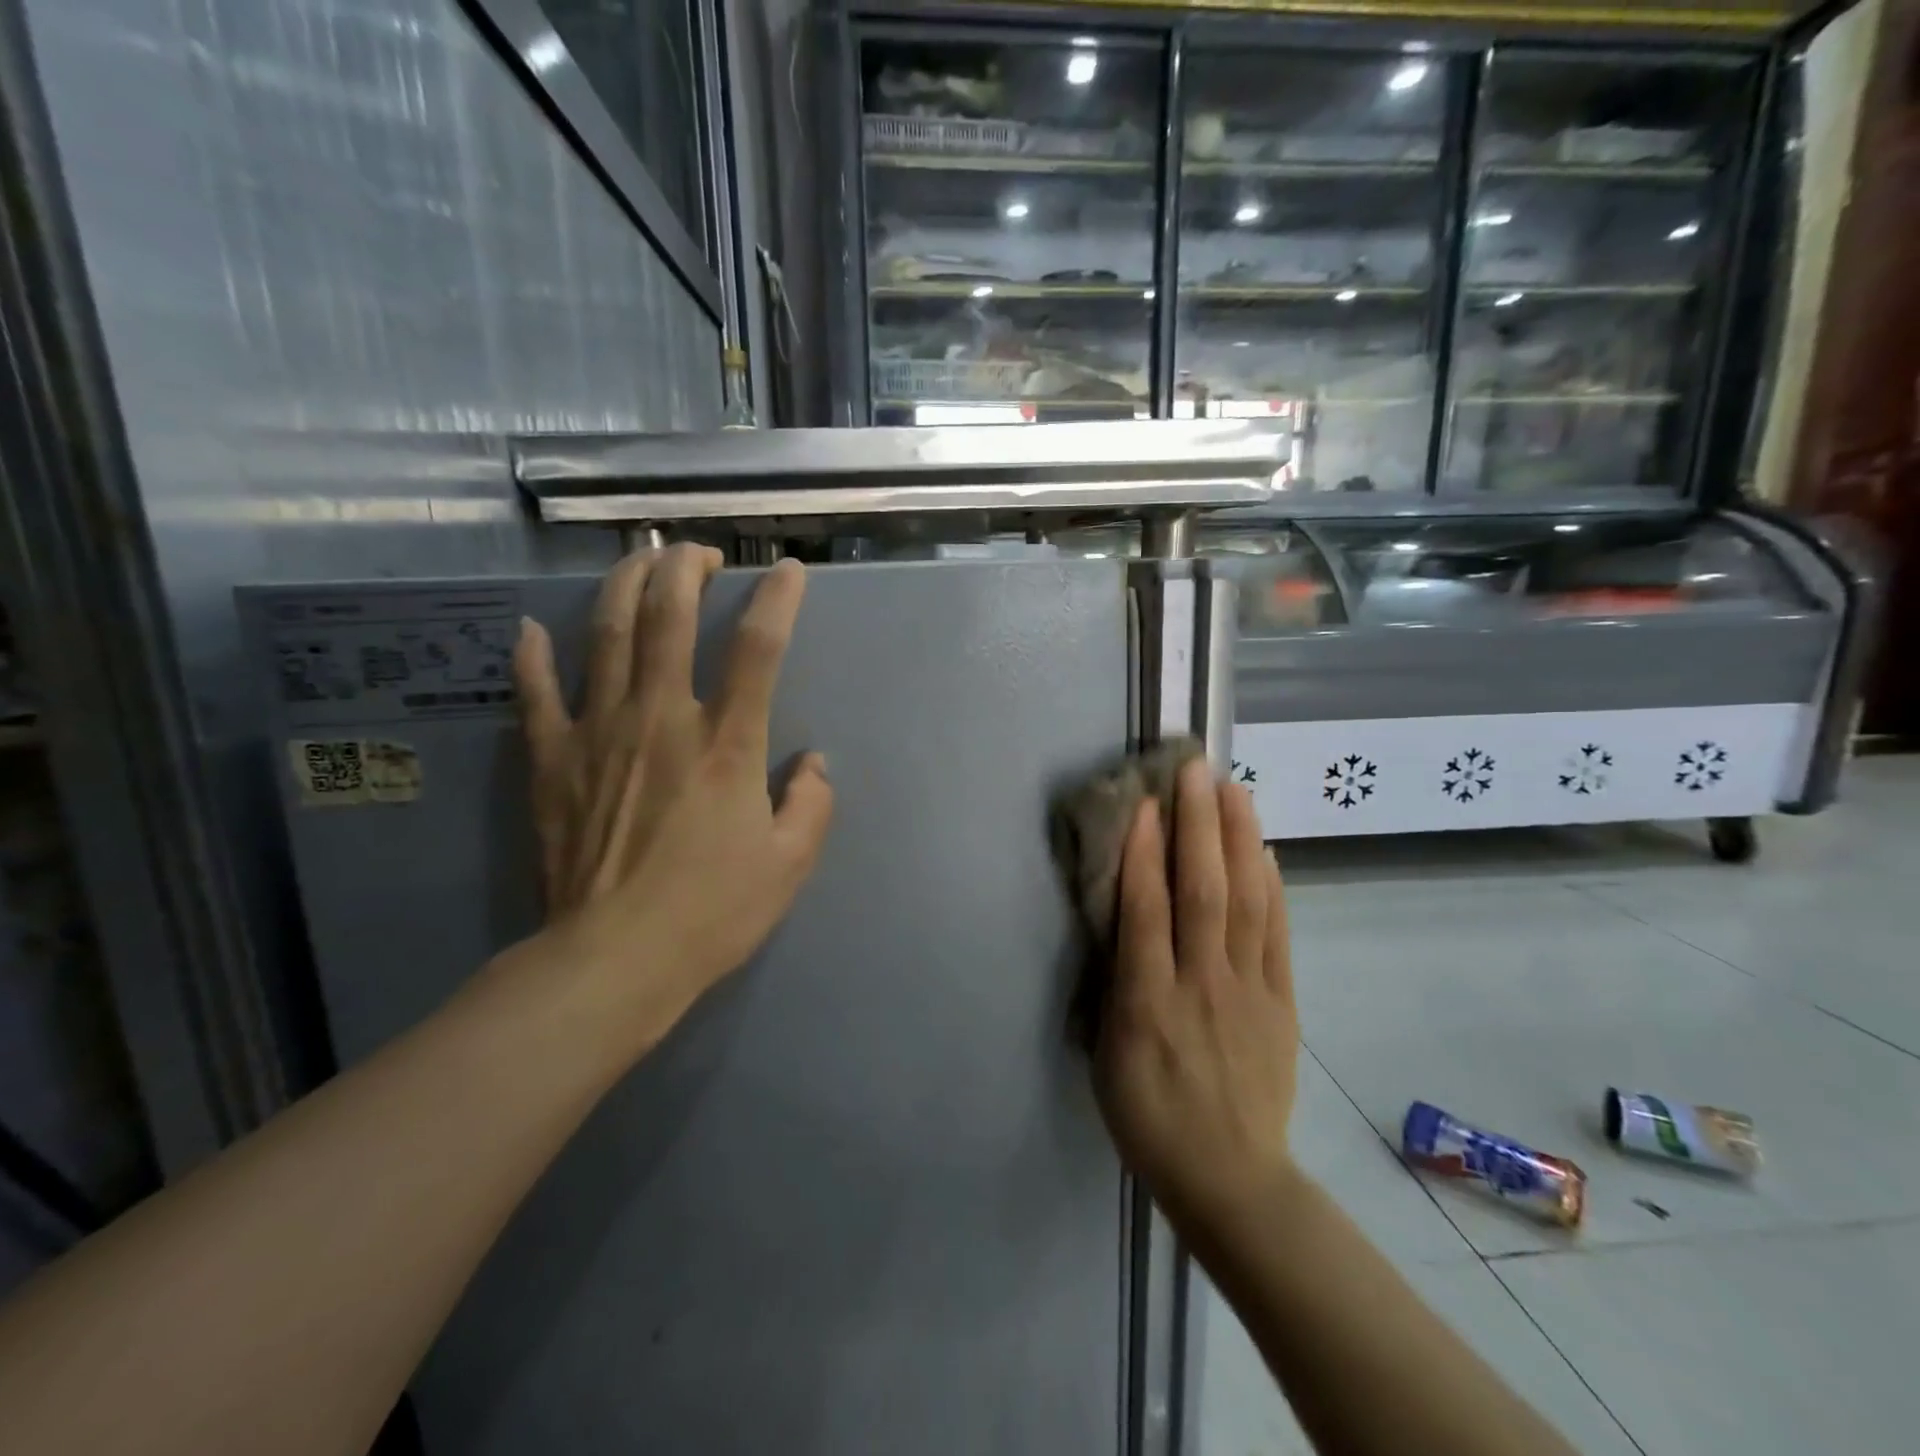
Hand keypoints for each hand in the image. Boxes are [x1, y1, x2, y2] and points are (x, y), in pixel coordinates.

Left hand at [509, 546, 833, 1052]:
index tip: (787, 573)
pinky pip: (536, 694)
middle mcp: (663, 719)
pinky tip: (533, 628)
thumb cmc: (712, 911)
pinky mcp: (552, 760)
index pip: (759, 648)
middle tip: (699, 553)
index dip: (777, 600)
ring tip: (639, 560)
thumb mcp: (790, 863)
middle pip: (670, 617)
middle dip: (686, 568)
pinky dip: (533, 656)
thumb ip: (812, 803)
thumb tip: (812, 763)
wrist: (613, 959)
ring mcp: (599, 733)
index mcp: (727, 744)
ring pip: (606, 634)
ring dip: (624, 585)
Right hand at [1094, 757, 1297, 1230]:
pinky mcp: (1282, 1002)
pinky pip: (1278, 936)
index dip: (1144, 854)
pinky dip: (1272, 889)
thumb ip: (1114, 983)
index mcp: (1148, 1003)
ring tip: (1234, 790)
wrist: (1229, 1177)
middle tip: (1195, 771)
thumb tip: (1120, 920)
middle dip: (1197, 827)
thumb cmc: (1149, 1116)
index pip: (1146, 913)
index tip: (1145, 803)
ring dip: (1239, 841)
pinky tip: (1265, 851)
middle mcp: (1201, 986)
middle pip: (1203, 894)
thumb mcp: (1107, 1055)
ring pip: (1246, 903)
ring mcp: (1248, 991)